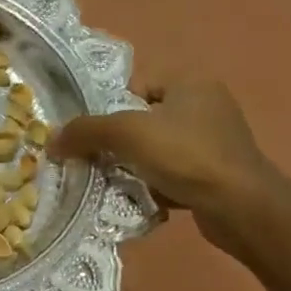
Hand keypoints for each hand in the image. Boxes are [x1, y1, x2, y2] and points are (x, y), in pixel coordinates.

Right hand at [51, 81, 290, 256]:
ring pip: (157, 151)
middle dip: (119, 144)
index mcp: (191, 83)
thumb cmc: (186, 156)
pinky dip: (156, 186)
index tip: (94, 137)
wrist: (239, 206)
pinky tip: (144, 199)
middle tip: (97, 163)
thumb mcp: (127, 135)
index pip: (136, 88)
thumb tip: (50, 140)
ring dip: (135, 168)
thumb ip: (86, 132)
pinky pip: (174, 174)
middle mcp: (206, 106)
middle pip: (143, 121)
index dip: (110, 111)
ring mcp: (215, 142)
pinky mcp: (217, 174)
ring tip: (116, 184)